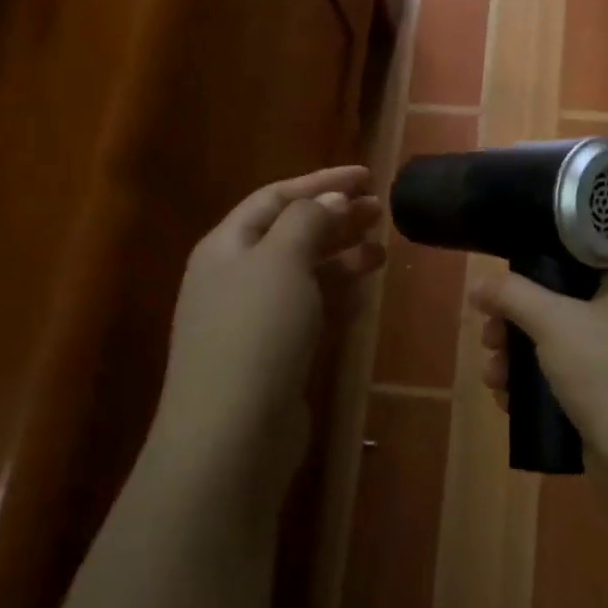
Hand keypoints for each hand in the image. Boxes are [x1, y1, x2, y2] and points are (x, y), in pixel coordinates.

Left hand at [152, 165, 384, 508]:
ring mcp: (254, 321)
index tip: (366, 176)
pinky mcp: (274, 356)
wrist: (233, 432)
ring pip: (304, 276)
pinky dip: (337, 297)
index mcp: (226, 247)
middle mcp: (235, 278)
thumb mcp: (280, 261)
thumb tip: (331, 199)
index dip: (320, 181)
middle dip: (334, 218)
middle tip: (380, 209)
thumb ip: (307, 222)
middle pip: (290, 235)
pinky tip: (364, 294)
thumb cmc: (255, 333)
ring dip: (341, 258)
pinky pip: (310, 313)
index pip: (275, 198)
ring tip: (382, 251)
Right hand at [469, 268, 607, 474]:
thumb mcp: (553, 320)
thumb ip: (511, 295)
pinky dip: (531, 389)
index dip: (530, 276)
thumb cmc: (605, 370)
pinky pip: (558, 385)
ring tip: (493, 379)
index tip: (499, 295)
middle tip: (489, 341)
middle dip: (512, 327)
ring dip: (514, 361)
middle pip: (553, 311)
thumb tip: (478, 284)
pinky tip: (507, 401)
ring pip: (550, 351)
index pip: (570, 266)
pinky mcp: (602, 401)